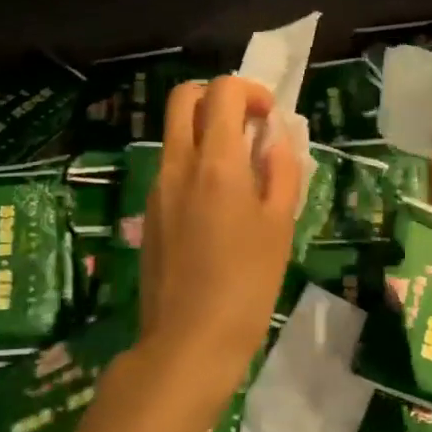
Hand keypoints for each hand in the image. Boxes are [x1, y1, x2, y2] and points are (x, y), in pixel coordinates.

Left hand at [136, 75, 298, 403]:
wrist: (189, 341)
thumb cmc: (247, 283)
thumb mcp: (279, 225)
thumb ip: (281, 171)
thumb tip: (276, 138)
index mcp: (215, 162)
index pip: (222, 91)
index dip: (250, 91)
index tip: (270, 118)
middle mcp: (178, 164)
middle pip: (183, 98)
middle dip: (217, 97)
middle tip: (247, 128)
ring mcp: (157, 188)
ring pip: (174, 133)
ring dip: (205, 131)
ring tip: (241, 171)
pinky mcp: (150, 213)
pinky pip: (171, 167)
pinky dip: (194, 162)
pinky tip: (219, 206)